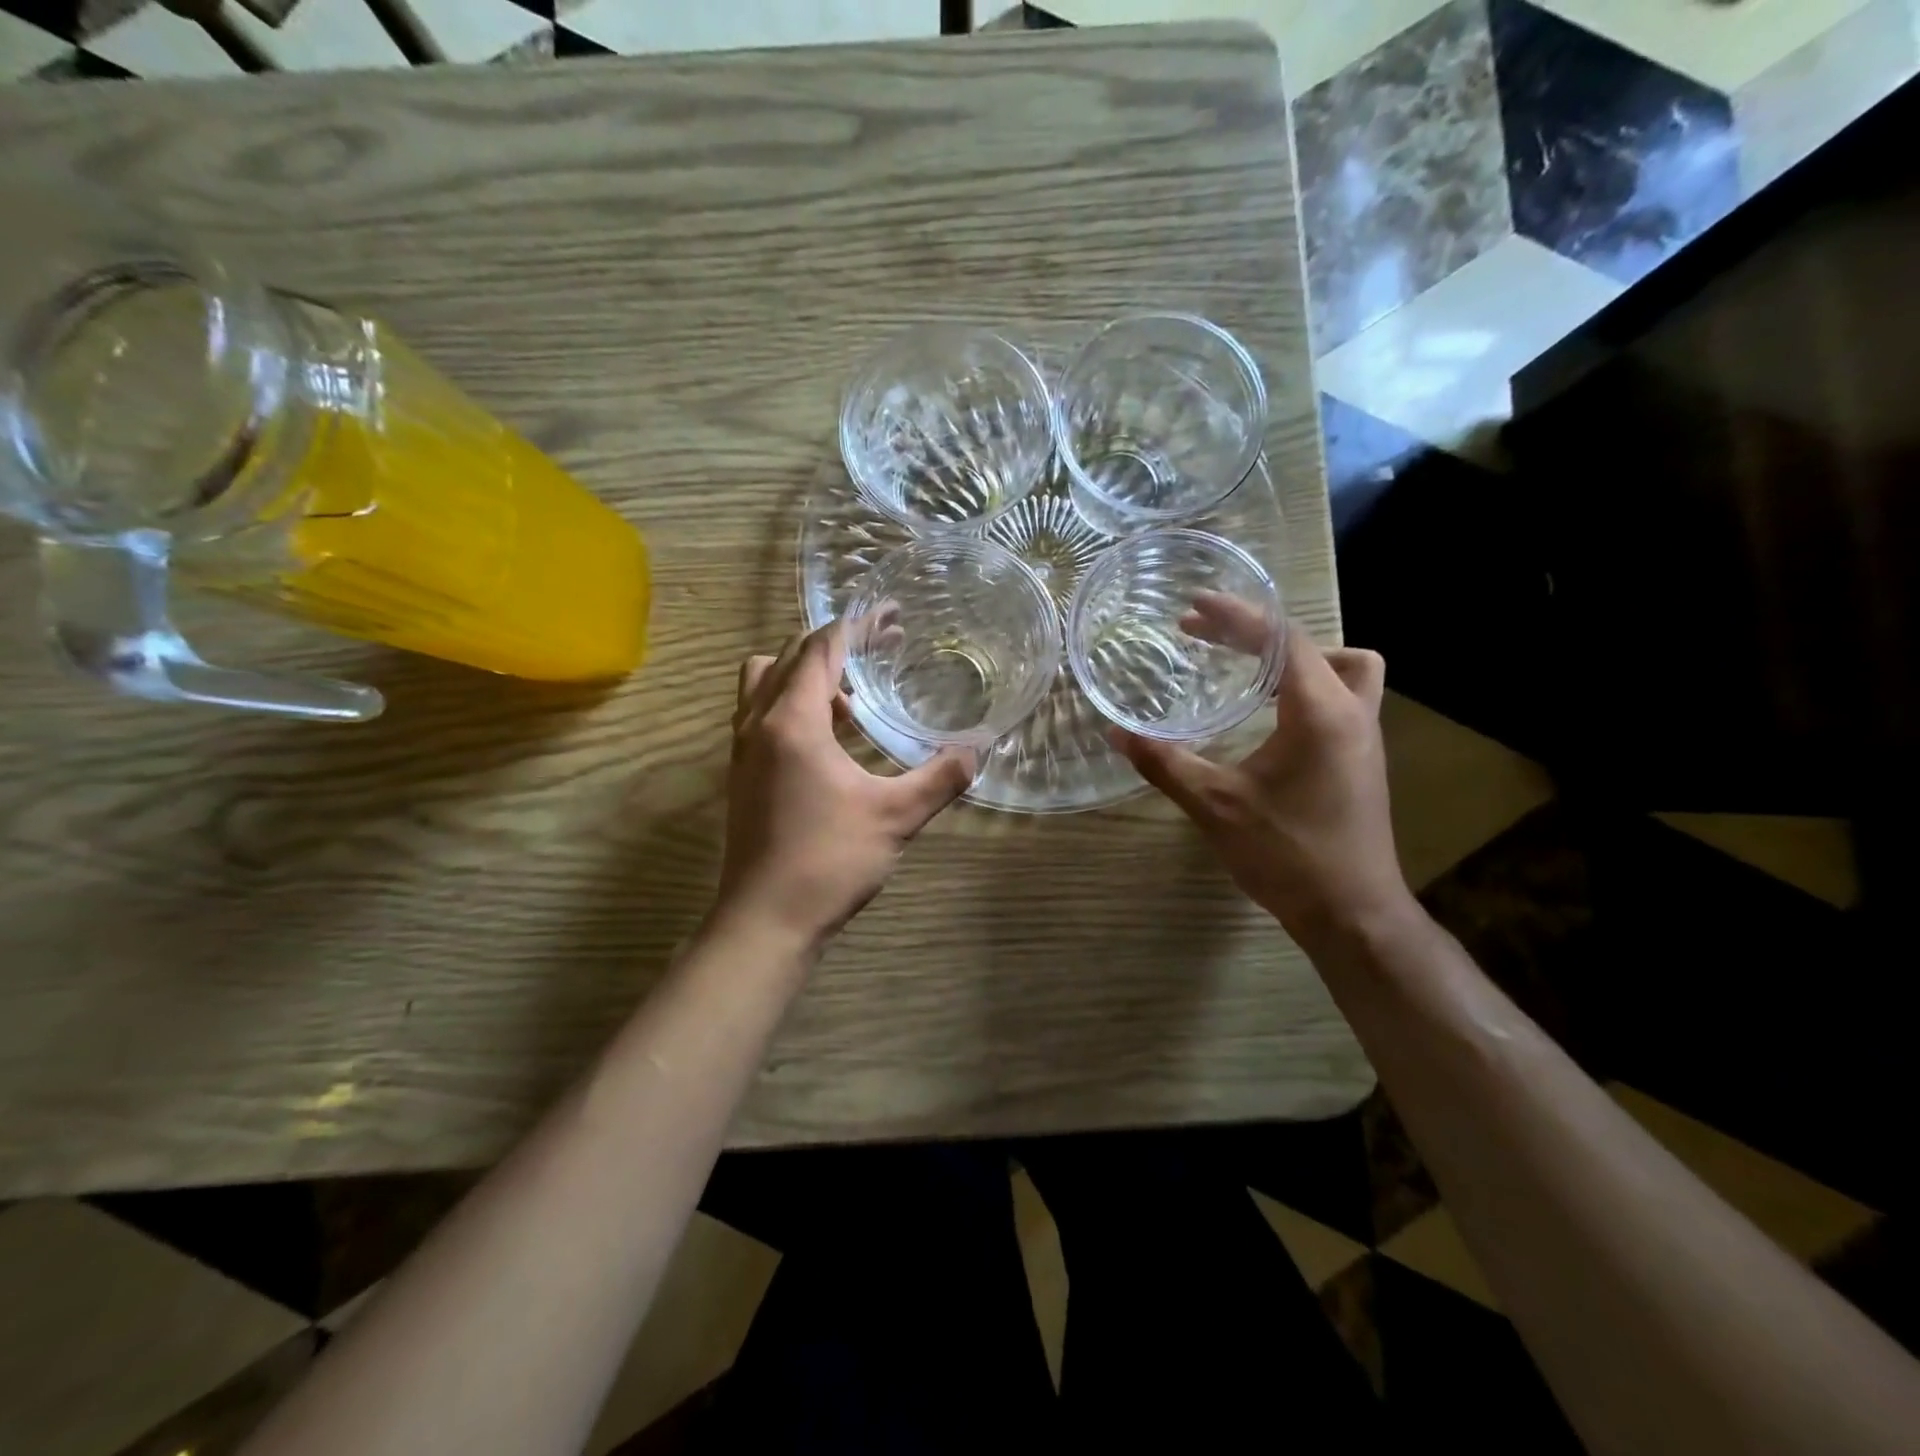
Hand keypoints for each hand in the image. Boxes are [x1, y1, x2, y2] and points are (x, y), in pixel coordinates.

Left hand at [717, 622, 974, 951]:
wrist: (765, 921)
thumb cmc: (829, 861)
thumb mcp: (896, 817)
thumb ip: (941, 777)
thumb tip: (979, 749)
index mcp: (792, 721)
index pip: (821, 649)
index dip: (858, 626)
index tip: (892, 618)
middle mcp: (758, 723)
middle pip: (790, 656)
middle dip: (836, 644)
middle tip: (881, 649)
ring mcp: (742, 749)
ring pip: (764, 682)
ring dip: (805, 675)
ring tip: (852, 699)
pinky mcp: (740, 774)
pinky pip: (761, 714)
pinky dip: (791, 705)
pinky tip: (831, 740)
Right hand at [1115, 595, 1412, 947]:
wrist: (1352, 913)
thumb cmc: (1286, 854)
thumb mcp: (1215, 805)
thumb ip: (1164, 763)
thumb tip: (1115, 732)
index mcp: (1319, 711)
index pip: (1282, 638)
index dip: (1236, 616)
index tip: (1194, 605)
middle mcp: (1352, 712)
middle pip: (1314, 643)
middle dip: (1259, 631)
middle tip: (1206, 636)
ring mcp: (1365, 736)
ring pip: (1345, 667)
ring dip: (1297, 657)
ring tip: (1248, 668)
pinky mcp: (1363, 759)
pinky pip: (1342, 697)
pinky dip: (1307, 686)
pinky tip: (1269, 714)